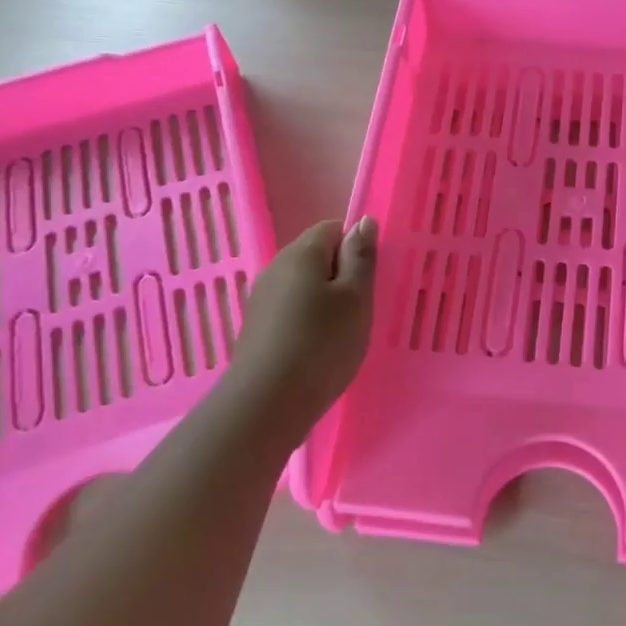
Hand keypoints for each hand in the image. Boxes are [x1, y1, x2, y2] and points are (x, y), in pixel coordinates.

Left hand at [219, 217, 376, 447]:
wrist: (267, 404)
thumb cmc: (322, 344)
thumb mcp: (356, 298)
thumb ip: (360, 257)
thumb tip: (363, 221)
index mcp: (302, 253)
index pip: (332, 228)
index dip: (355, 247)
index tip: (369, 280)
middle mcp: (276, 267)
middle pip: (316, 256)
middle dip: (341, 275)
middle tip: (361, 308)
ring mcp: (262, 298)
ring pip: (303, 285)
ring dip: (325, 300)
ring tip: (342, 332)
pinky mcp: (256, 327)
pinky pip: (290, 309)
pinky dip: (308, 320)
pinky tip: (318, 348)